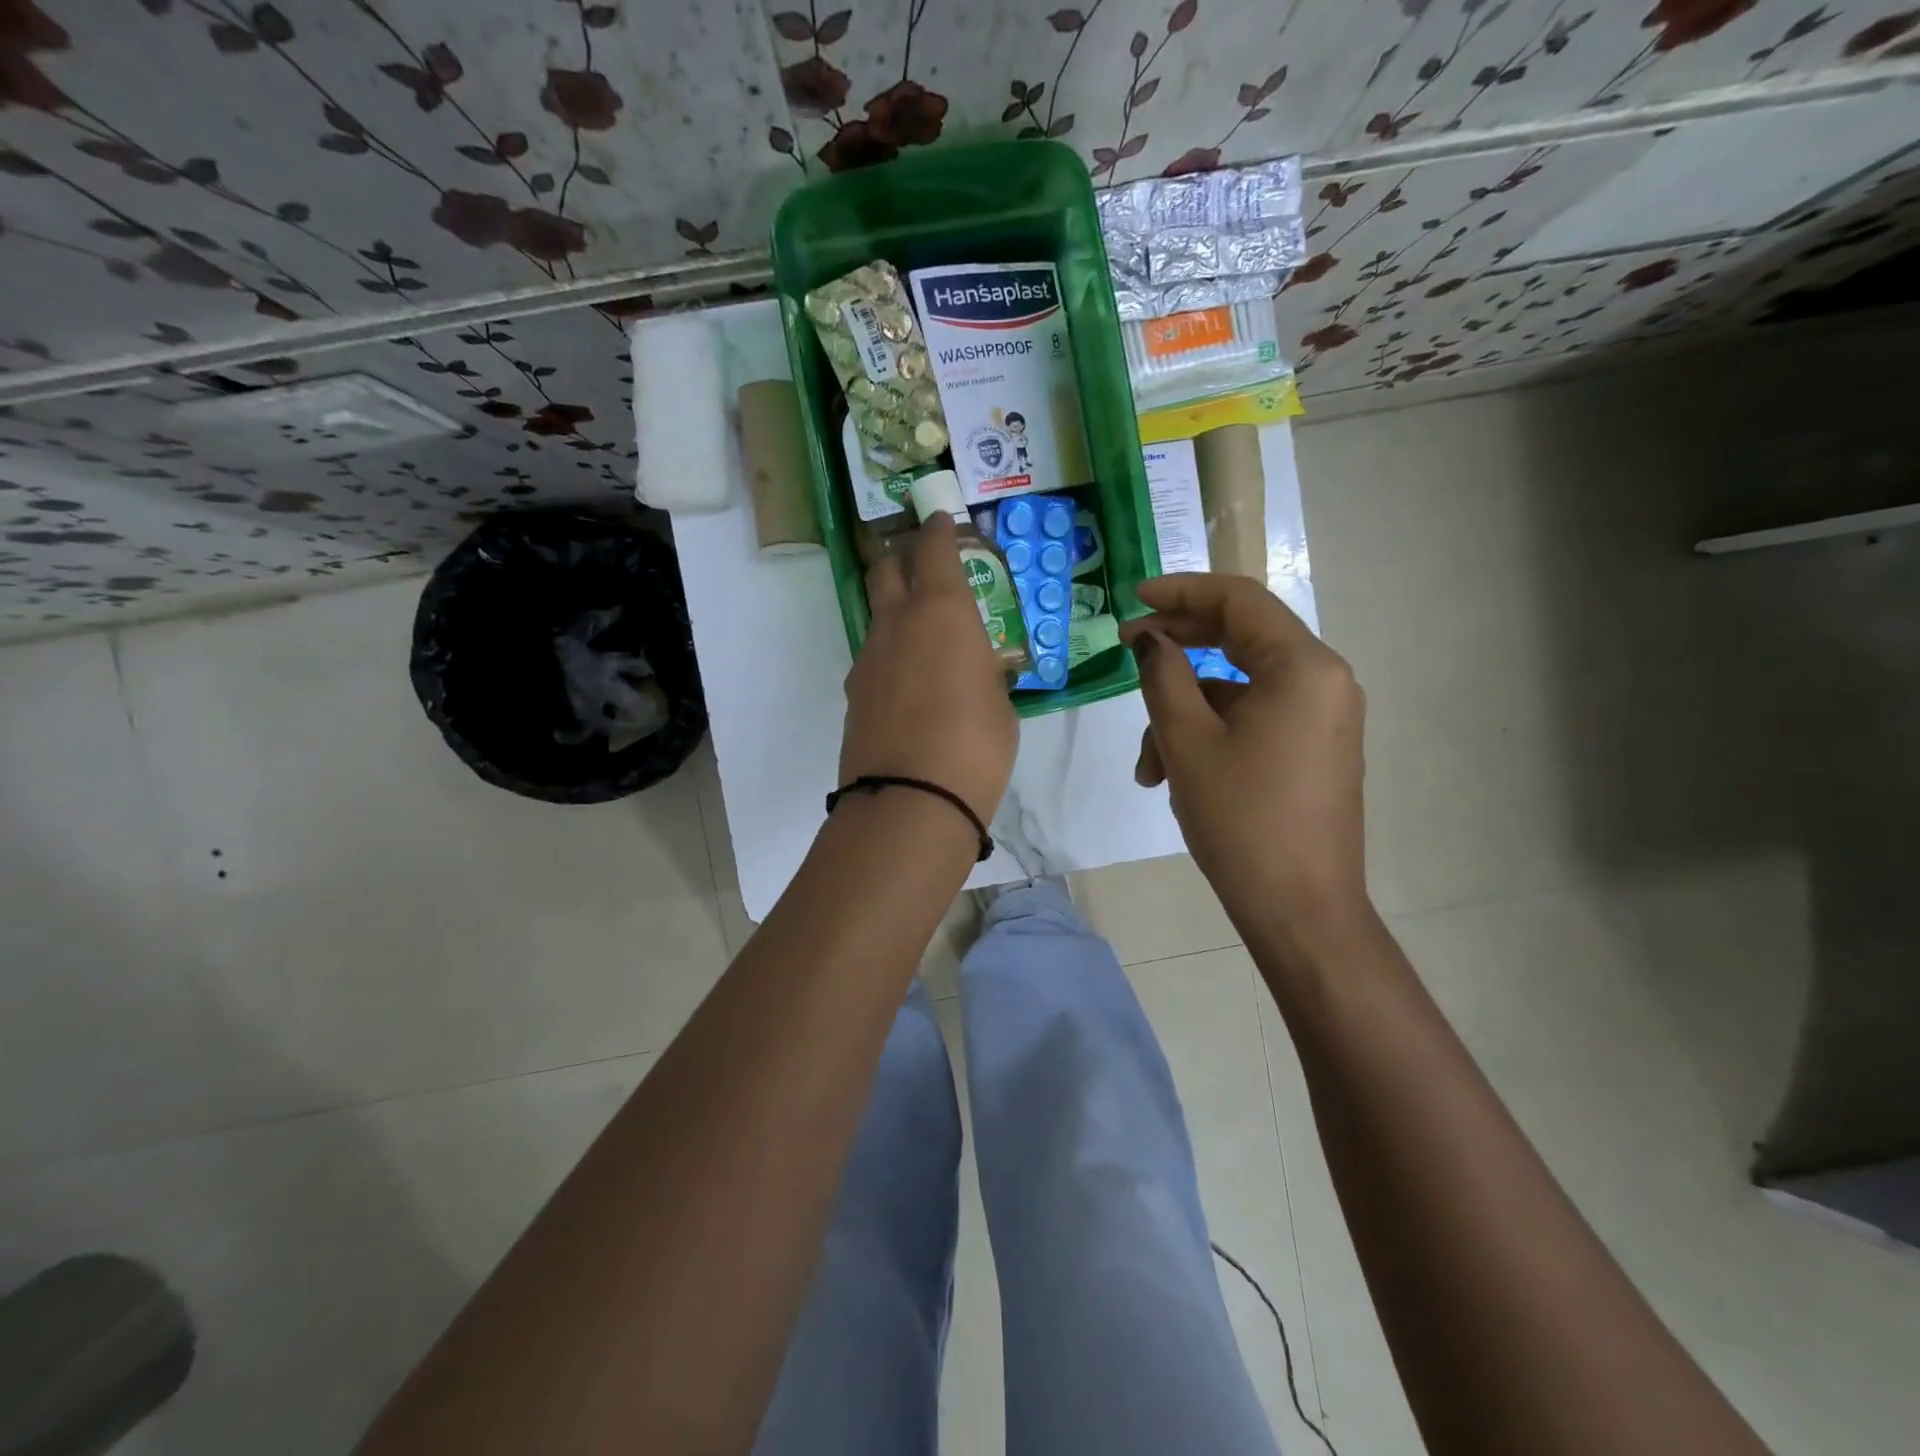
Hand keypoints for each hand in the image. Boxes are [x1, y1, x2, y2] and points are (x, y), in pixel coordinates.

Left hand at [839, 513, 1018, 824]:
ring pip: (877, 616)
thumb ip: (984, 673)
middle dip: (902, 557)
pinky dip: (890, 656)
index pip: (934, 550)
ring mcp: (868, 658)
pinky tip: (909, 684)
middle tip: (922, 566)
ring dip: (895, 612)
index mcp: (942, 612)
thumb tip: (974, 671)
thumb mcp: (1000, 703)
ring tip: (923, 638)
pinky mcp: (854, 693)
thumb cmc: (976, 745)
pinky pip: (873, 658)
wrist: (911, 800)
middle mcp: (897, 623)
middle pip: (886, 569)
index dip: (938, 530)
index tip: (941, 520)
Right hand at [1120, 574, 1368, 932]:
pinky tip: (1173, 775)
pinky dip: (1210, 735)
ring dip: (1185, 713)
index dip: (1181, 592)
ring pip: (1238, 690)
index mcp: (1303, 667)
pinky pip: (1253, 720)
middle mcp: (1323, 681)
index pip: (1239, 601)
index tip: (1133, 599)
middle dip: (1179, 648)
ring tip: (1147, 765)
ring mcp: (1321, 718)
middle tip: (1128, 652)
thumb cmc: (1242, 819)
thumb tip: (1149, 640)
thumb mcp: (1188, 741)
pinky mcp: (1312, 749)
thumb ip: (1163, 676)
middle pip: (1241, 639)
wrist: (1300, 909)